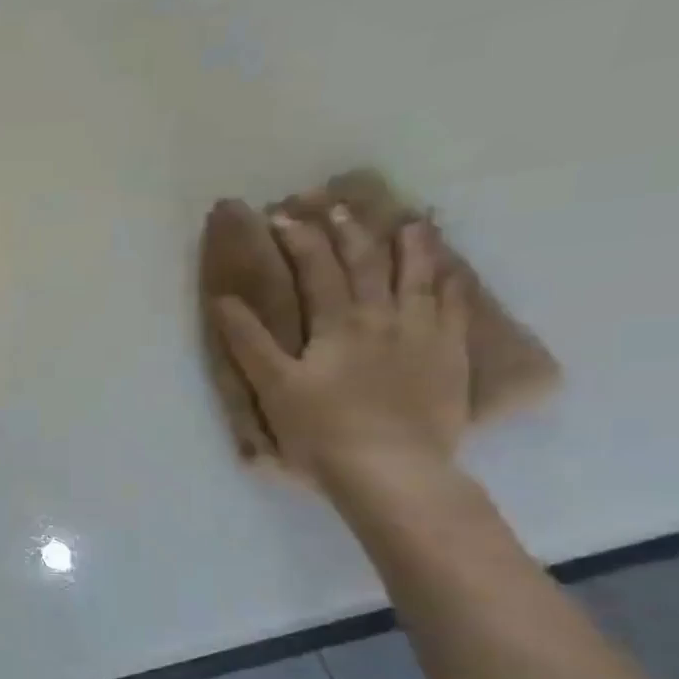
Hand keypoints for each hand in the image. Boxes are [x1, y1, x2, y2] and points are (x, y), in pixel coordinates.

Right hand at [213, 207, 469, 497]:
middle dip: (349, 232)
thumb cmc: (321, 433)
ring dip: (411, 246)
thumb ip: (249, 342)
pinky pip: (455, 310)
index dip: (299, 239)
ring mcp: (422, 335)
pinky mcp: (449, 357)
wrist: (391, 472)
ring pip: (418, 277)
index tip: (282, 216)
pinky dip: (451, 284)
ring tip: (410, 221)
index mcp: (336, 325)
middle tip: (338, 207)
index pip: (316, 270)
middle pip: (366, 264)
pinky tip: (452, 272)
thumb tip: (223, 301)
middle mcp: (381, 318)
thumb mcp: (273, 388)